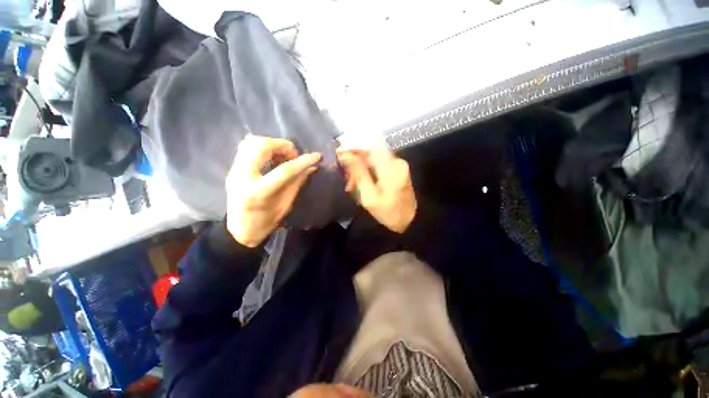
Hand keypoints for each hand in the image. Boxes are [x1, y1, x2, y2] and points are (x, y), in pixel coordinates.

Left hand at [226, 135, 320, 246]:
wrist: (239, 230)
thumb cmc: (265, 222)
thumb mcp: (285, 205)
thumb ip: (297, 183)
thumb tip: (312, 167)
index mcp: (258, 192)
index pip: (284, 170)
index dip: (303, 161)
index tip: (317, 156)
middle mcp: (242, 177)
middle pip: (263, 147)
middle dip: (283, 145)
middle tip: (294, 155)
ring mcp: (234, 170)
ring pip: (252, 142)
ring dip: (273, 144)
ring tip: (283, 155)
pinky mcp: (232, 168)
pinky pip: (247, 147)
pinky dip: (263, 147)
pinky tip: (272, 157)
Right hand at [336, 141, 416, 232]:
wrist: (410, 220)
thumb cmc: (389, 213)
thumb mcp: (369, 197)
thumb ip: (358, 174)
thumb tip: (345, 155)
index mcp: (391, 169)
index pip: (370, 147)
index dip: (353, 147)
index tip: (339, 153)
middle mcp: (397, 161)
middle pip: (371, 152)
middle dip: (355, 160)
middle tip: (345, 175)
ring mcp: (398, 164)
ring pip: (373, 157)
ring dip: (360, 167)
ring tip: (351, 184)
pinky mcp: (397, 168)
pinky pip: (378, 163)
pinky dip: (367, 170)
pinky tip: (360, 182)